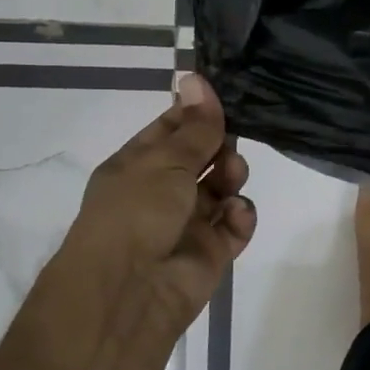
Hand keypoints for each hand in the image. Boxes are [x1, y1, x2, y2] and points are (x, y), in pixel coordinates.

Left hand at [58, 72, 255, 351]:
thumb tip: (195, 77)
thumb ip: (194, 126)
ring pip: (222, 188)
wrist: (129, 292)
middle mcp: (162, 192)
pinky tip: (235, 214)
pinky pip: (234, 224)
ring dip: (232, 177)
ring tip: (232, 180)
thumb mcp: (165, 160)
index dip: (197, 113)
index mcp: (138, 165)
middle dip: (221, 146)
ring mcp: (187, 223)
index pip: (172, 129)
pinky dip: (240, 216)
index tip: (225, 97)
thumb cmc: (136, 212)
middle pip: (203, 157)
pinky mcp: (211, 252)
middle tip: (227, 147)